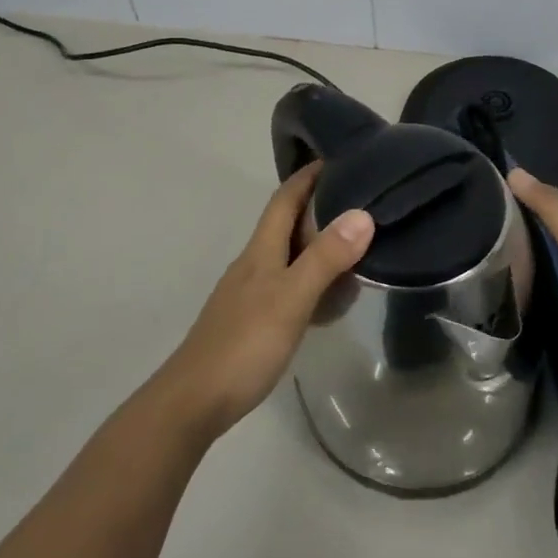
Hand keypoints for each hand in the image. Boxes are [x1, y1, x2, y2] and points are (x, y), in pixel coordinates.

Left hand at [156, 164, 374, 441]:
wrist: (194, 400)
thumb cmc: (244, 344)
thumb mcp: (291, 298)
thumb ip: (325, 258)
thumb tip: (362, 214)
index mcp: (260, 251)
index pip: (284, 200)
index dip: (307, 176)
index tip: (336, 156)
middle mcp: (254, 264)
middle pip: (286, 225)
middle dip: (318, 207)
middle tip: (360, 200)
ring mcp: (250, 294)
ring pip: (288, 257)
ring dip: (317, 246)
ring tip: (355, 246)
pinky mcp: (253, 322)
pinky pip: (289, 287)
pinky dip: (313, 282)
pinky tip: (330, 299)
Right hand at [506, 167, 557, 397]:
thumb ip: (550, 209)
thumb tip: (514, 169)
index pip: (554, 219)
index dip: (525, 216)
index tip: (489, 222)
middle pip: (556, 251)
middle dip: (526, 253)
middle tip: (485, 259)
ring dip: (536, 283)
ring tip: (495, 288)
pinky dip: (547, 306)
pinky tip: (524, 313)